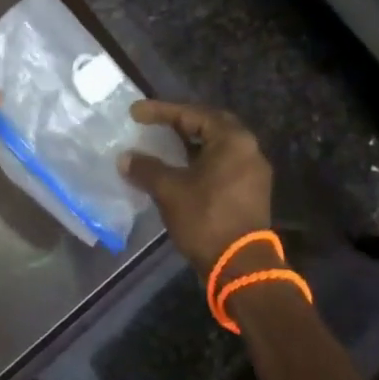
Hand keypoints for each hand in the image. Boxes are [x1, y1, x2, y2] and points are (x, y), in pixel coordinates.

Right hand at [119, 101, 273, 276]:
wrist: (240, 267)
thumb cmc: (205, 219)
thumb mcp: (169, 190)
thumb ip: (146, 168)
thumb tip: (125, 158)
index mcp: (233, 140)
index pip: (192, 114)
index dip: (161, 111)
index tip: (135, 113)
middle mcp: (248, 149)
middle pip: (209, 125)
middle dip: (180, 123)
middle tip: (154, 123)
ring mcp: (252, 172)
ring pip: (216, 147)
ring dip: (189, 144)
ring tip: (163, 145)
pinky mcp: (250, 192)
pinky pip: (222, 164)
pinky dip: (199, 161)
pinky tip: (179, 169)